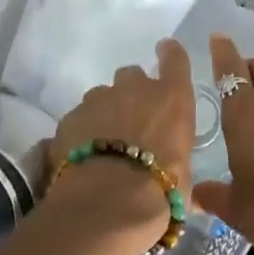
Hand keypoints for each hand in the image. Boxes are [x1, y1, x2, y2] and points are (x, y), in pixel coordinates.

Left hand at [44, 39, 194, 242]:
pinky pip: (79, 118)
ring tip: (104, 144)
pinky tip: (83, 156)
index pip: (175, 59)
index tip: (165, 51)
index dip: (170, 54)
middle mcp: (135, 88)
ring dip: (105, 112)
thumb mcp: (183, 174)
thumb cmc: (161, 191)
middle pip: (132, 76)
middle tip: (132, 121)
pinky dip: (82, 131)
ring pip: (102, 96)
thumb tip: (172, 167)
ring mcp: (98, 99)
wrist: (108, 204)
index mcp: (172, 98)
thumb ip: (175, 156)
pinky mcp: (70, 117)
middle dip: (132, 93)